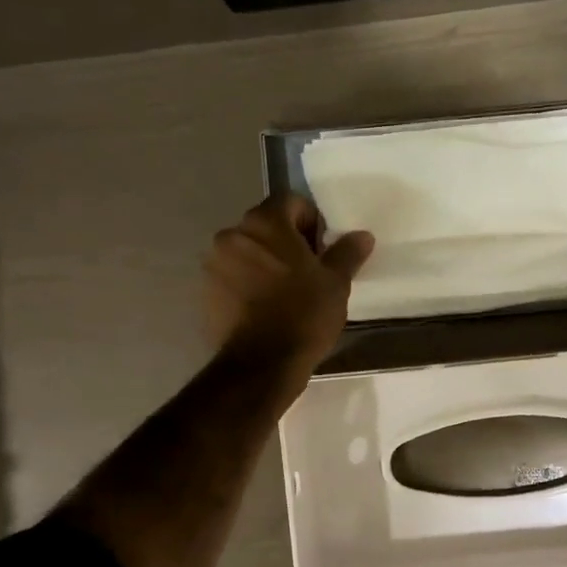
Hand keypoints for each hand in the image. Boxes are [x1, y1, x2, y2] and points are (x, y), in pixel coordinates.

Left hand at [204, 193, 373, 373]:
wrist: (261, 365)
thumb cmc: (303, 315)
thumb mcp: (336, 283)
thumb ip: (347, 253)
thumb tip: (362, 236)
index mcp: (265, 223)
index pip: (291, 202)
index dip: (311, 222)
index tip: (322, 251)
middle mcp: (232, 234)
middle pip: (266, 226)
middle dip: (287, 242)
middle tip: (308, 273)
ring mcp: (214, 263)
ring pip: (247, 251)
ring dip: (265, 263)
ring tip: (285, 294)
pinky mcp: (205, 291)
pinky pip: (233, 276)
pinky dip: (248, 283)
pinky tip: (265, 309)